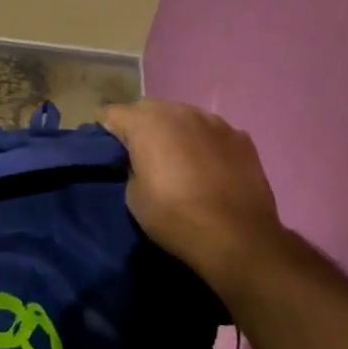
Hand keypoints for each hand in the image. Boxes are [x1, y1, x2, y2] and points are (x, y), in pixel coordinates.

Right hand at [103, 98, 281, 282]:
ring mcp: (214, 120)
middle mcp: (179, 110)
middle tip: (144, 158)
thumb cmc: (176, 217)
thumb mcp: (134, 197)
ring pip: (184, 118)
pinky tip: (212, 170)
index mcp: (145, 122)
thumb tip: (141, 161)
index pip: (111, 113)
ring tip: (181, 163)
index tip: (110, 154)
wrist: (238, 238)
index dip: (106, 132)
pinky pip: (213, 133)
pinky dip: (207, 145)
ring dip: (177, 133)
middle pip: (149, 110)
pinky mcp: (241, 137)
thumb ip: (132, 166)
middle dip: (142, 128)